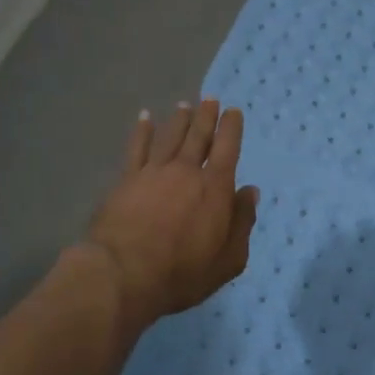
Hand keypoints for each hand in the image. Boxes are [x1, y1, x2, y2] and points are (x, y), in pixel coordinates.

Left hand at [83, 99, 258, 326]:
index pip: (227, 149)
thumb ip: (242, 223)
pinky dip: (142, 130)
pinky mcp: (127, 179)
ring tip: (184, 105)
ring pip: (170, 136)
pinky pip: (137, 147)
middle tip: (210, 99)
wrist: (123, 274)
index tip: (233, 111)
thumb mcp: (228, 260)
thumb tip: (250, 192)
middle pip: (198, 136)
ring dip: (179, 119)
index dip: (231, 128)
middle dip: (206, 116)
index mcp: (215, 188)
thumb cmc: (182, 273)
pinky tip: (145, 117)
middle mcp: (186, 171)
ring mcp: (153, 172)